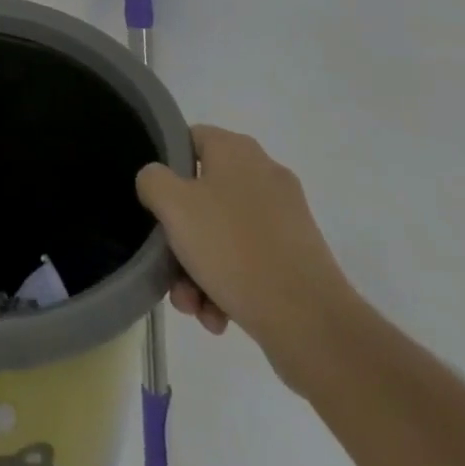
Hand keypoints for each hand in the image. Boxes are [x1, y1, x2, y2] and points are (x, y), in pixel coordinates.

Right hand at [137, 125, 357, 384]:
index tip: (154, 201)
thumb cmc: (234, 250)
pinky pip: (251, 261)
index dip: (166, 167)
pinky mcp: (300, 259)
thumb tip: (157, 181)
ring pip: (224, 233)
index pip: (189, 139)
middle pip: (203, 195)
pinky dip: (229, 284)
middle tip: (169, 267)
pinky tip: (218, 317)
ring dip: (199, 268)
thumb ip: (152, 180)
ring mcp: (286, 219)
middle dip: (181, 236)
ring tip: (193, 306)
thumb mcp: (173, 205)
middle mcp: (264, 175)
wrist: (312, 326)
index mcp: (236, 150)